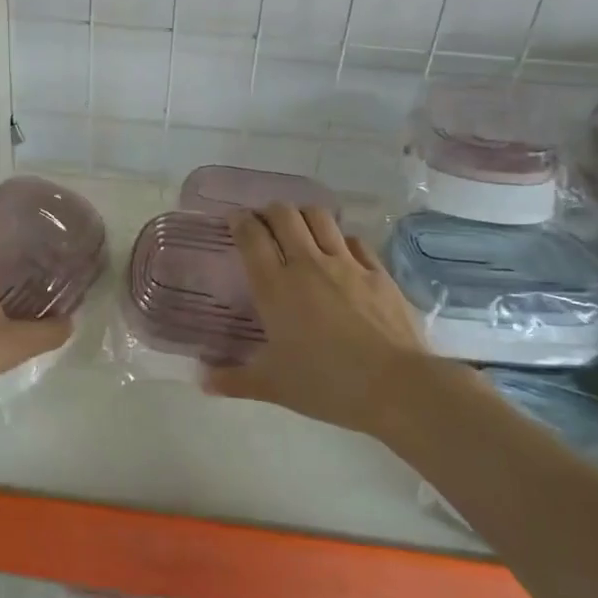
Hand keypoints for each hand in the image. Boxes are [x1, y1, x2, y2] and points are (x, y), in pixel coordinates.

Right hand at [206, 204, 466, 437]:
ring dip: (303, 216)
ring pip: (320, 218)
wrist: (394, 385)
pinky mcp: (377, 272)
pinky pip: (354, 241)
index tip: (234, 219)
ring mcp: (346, 264)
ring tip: (299, 227)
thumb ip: (234, 380)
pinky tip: (340, 251)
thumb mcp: (273, 386)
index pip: (251, 237)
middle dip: (269, 211)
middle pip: (284, 216)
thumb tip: (203, 381)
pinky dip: (340, 239)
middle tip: (263, 222)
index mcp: (275, 287)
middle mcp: (307, 264)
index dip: (239, 221)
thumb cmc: (325, 383)